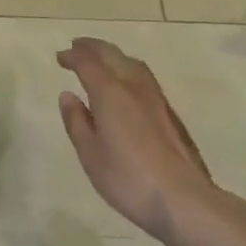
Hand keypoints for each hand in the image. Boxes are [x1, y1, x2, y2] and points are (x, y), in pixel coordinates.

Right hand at [57, 38, 220, 242]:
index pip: (88, 63)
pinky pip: (143, 76)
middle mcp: (134, 86)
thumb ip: (76, 122)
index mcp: (110, 93)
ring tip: (101, 59)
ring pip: (132, 63)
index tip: (60, 57)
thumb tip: (68, 95)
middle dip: (92, 47)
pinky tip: (126, 84)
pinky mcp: (170, 112)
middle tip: (77, 46)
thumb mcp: (91, 155)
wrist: (184, 199)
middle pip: (112, 54)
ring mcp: (156, 98)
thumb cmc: (129, 179)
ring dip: (113, 55)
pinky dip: (127, 68)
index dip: (73, 56)